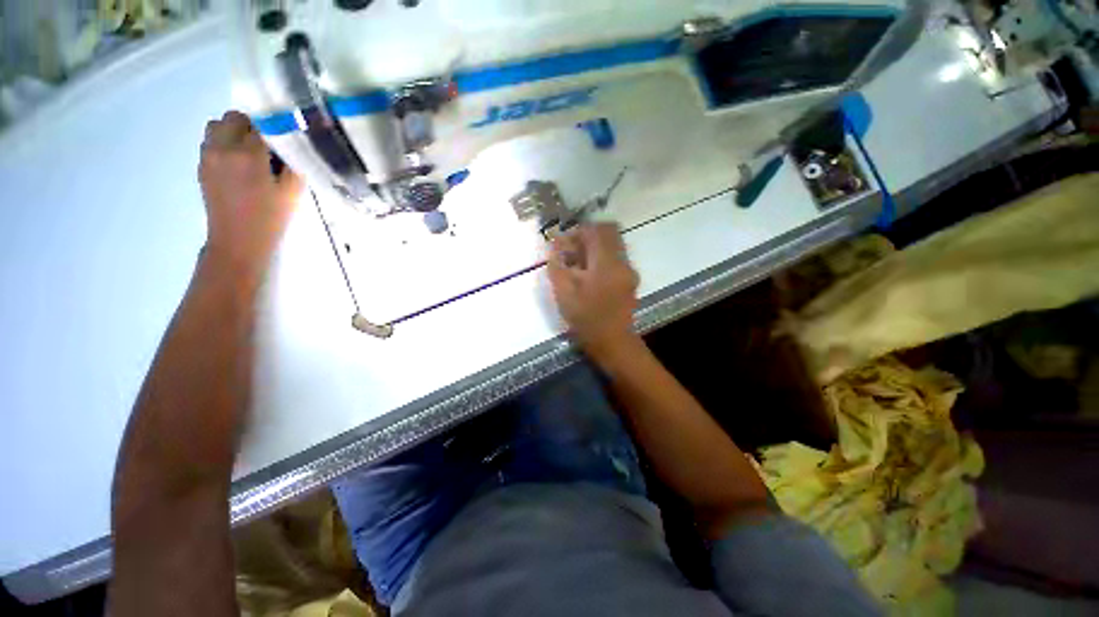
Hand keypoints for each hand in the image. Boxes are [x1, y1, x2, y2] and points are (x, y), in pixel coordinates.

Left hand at [198, 110, 302, 277]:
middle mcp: (223, 148)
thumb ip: (293, 165)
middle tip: (267, 147)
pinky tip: (239, 165)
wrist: (237, 241)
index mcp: (248, 154)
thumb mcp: (292, 193)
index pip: (261, 125)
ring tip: (250, 154)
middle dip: (251, 127)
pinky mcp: (202, 166)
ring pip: (217, 126)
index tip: (285, 142)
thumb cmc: (270, 218)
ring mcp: (208, 156)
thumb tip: (292, 146)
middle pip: (234, 118)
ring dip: (234, 133)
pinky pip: (211, 142)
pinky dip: (224, 145)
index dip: (275, 131)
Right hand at [547, 224, 640, 359]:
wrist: (613, 343)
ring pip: (613, 246)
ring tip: (577, 265)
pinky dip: (601, 259)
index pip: (597, 230)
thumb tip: (553, 249)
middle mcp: (622, 262)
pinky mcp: (629, 280)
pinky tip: (588, 276)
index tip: (564, 244)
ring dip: (595, 248)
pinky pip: (615, 259)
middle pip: (609, 233)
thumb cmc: (586, 319)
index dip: (578, 232)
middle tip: (571, 251)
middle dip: (588, 237)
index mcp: (607, 263)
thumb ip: (557, 267)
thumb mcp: (564, 293)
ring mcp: (629, 271)